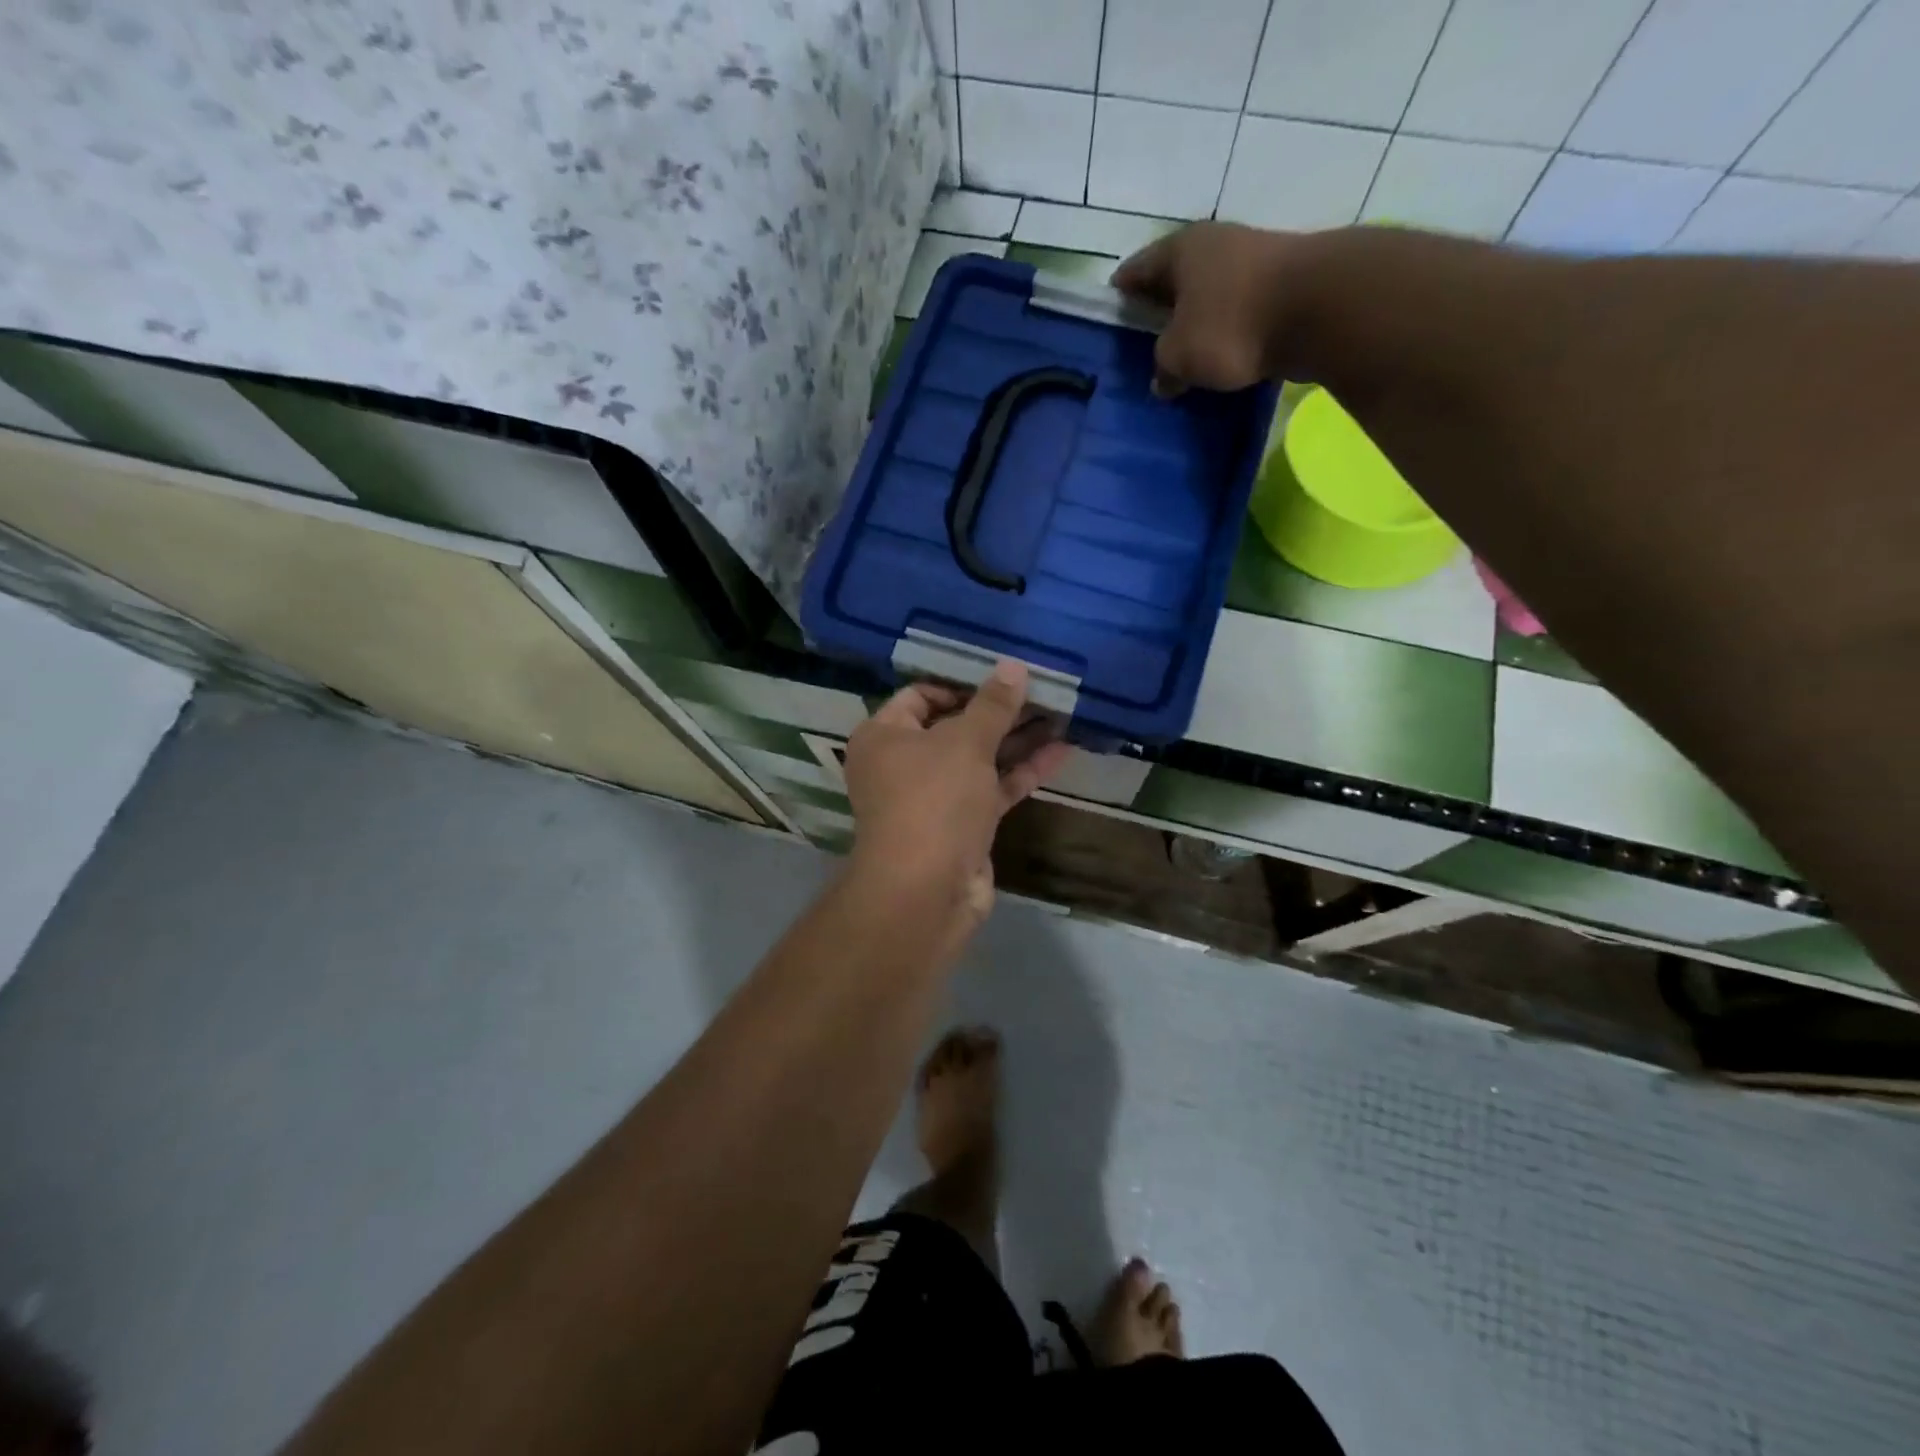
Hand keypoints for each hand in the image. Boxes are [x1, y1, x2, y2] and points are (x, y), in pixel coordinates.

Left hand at [843, 660, 1070, 916]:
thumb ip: (993, 705)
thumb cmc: (934, 800)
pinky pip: (992, 788)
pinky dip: (1022, 771)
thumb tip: (1012, 666)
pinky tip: (1062, 750)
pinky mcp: (962, 825)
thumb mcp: (965, 743)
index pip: (920, 695)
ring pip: (978, 759)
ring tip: (1060, 713)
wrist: (926, 891)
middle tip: (1041, 691)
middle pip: (954, 726)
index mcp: (884, 736)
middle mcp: (903, 764)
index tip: (1002, 677)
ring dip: (1016, 739)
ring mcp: (934, 797)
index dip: (961, 683)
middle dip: (998, 711)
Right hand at [1111, 221, 1301, 396]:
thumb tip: (1164, 379)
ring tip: (1185, 350)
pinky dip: (1227, 327)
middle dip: (1161, 304)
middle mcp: (1217, 244)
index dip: (1122, 290)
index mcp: (1181, 250)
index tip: (1111, 308)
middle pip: (1177, 277)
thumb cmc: (1231, 324)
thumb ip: (1163, 366)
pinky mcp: (1283, 284)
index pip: (1137, 268)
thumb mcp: (1179, 356)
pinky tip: (1222, 352)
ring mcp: (1254, 259)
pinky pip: (1240, 308)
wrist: (1319, 309)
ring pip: (1211, 292)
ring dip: (1198, 317)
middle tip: (1146, 335)